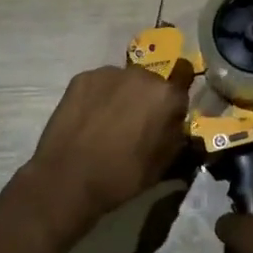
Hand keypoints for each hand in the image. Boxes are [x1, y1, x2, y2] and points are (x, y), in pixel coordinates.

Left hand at [19, 64, 194, 239]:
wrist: (68, 180)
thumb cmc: (122, 177)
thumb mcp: (163, 164)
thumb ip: (176, 136)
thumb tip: (175, 124)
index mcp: (166, 95)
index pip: (184, 79)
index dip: (175, 99)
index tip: (167, 115)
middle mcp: (142, 75)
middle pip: (151, 83)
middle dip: (147, 99)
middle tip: (134, 125)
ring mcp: (109, 73)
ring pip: (124, 81)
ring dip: (122, 96)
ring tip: (107, 122)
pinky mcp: (82, 78)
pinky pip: (99, 84)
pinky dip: (98, 97)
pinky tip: (88, 119)